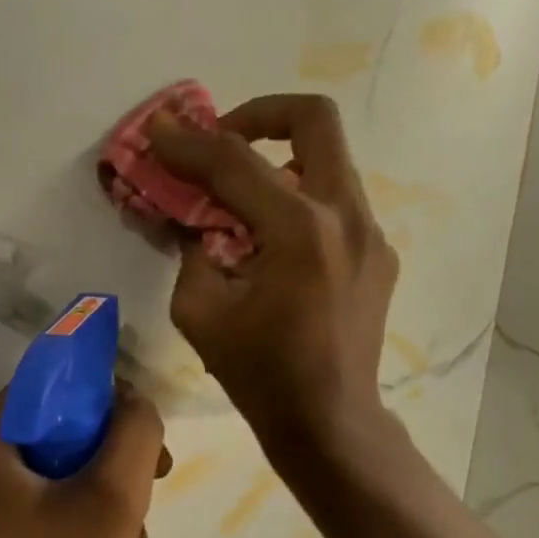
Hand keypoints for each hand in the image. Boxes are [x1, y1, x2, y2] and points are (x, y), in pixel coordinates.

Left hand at [0, 384, 167, 537]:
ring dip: (108, 504)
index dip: (110, 404)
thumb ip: (134, 432)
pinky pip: (45, 507)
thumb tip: (133, 402)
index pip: (56, 386)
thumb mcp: (111, 499)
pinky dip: (85, 526)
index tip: (147, 442)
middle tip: (153, 492)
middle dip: (116, 465)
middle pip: (61, 433)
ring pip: (60, 474)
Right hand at [150, 94, 398, 459]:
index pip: (234, 161)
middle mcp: (346, 216)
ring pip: (329, 160)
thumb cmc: (260, 375)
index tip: (159, 130)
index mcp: (300, 230)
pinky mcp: (380, 254)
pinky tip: (273, 243)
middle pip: (314, 119)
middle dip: (260, 115)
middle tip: (223, 140)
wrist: (329, 422)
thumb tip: (189, 216)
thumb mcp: (200, 312)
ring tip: (241, 200)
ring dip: (281, 161)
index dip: (188, 142)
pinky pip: (337, 203)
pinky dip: (300, 202)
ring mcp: (373, 233)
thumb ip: (191, 249)